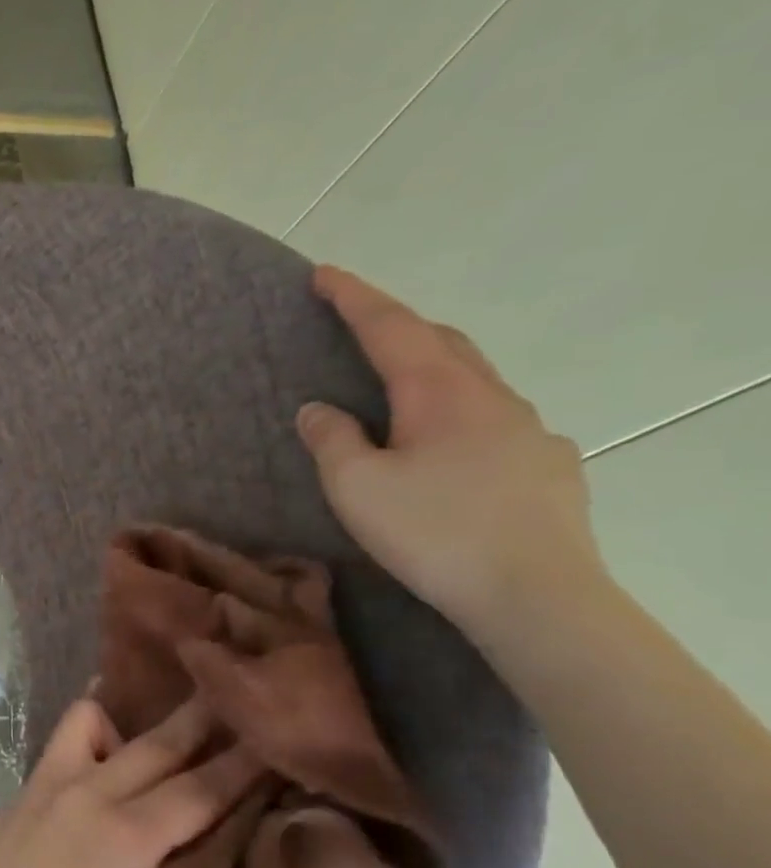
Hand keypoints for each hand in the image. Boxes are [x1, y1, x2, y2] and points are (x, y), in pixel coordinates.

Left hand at [0, 696, 257, 867]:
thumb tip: (178, 843)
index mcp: (131, 836)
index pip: (200, 792)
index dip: (240, 766)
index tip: (267, 740)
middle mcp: (95, 792)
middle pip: (159, 745)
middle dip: (200, 720)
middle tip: (231, 695)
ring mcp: (57, 778)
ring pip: (99, 720)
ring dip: (138, 715)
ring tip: (159, 723)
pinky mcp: (32, 778)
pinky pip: (65, 735)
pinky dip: (92, 725)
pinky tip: (104, 736)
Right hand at [297, 265, 606, 636]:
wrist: (534, 593)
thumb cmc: (431, 531)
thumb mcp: (355, 486)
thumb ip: (332, 439)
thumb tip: (319, 408)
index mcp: (440, 393)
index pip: (391, 328)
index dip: (354, 298)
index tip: (323, 273)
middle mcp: (491, 397)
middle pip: (442, 342)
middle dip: (398, 327)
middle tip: (359, 326)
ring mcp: (530, 430)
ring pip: (474, 380)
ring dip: (432, 369)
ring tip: (401, 390)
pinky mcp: (548, 465)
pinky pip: (496, 421)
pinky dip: (462, 414)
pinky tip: (452, 448)